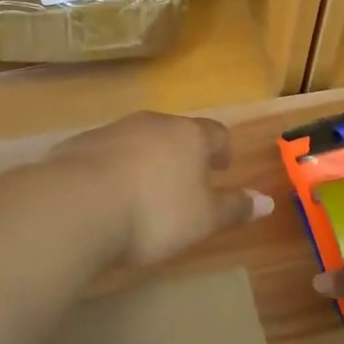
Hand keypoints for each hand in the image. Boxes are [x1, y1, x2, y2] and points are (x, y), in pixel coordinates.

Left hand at [49, 112, 273, 267]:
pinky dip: (112, 168)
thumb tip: (267, 201)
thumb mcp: (203, 219)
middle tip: (186, 179)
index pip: (215, 133)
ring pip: (138, 139)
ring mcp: (112, 131)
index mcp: (188, 136)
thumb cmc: (155, 212)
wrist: (77, 206)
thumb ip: (234, 208)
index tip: (222, 168)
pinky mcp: (77, 146)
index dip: (222, 150)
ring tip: (145, 190)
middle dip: (183, 153)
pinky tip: (107, 196)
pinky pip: (105, 153)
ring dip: (146, 159)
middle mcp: (151, 124)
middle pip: (175, 132)